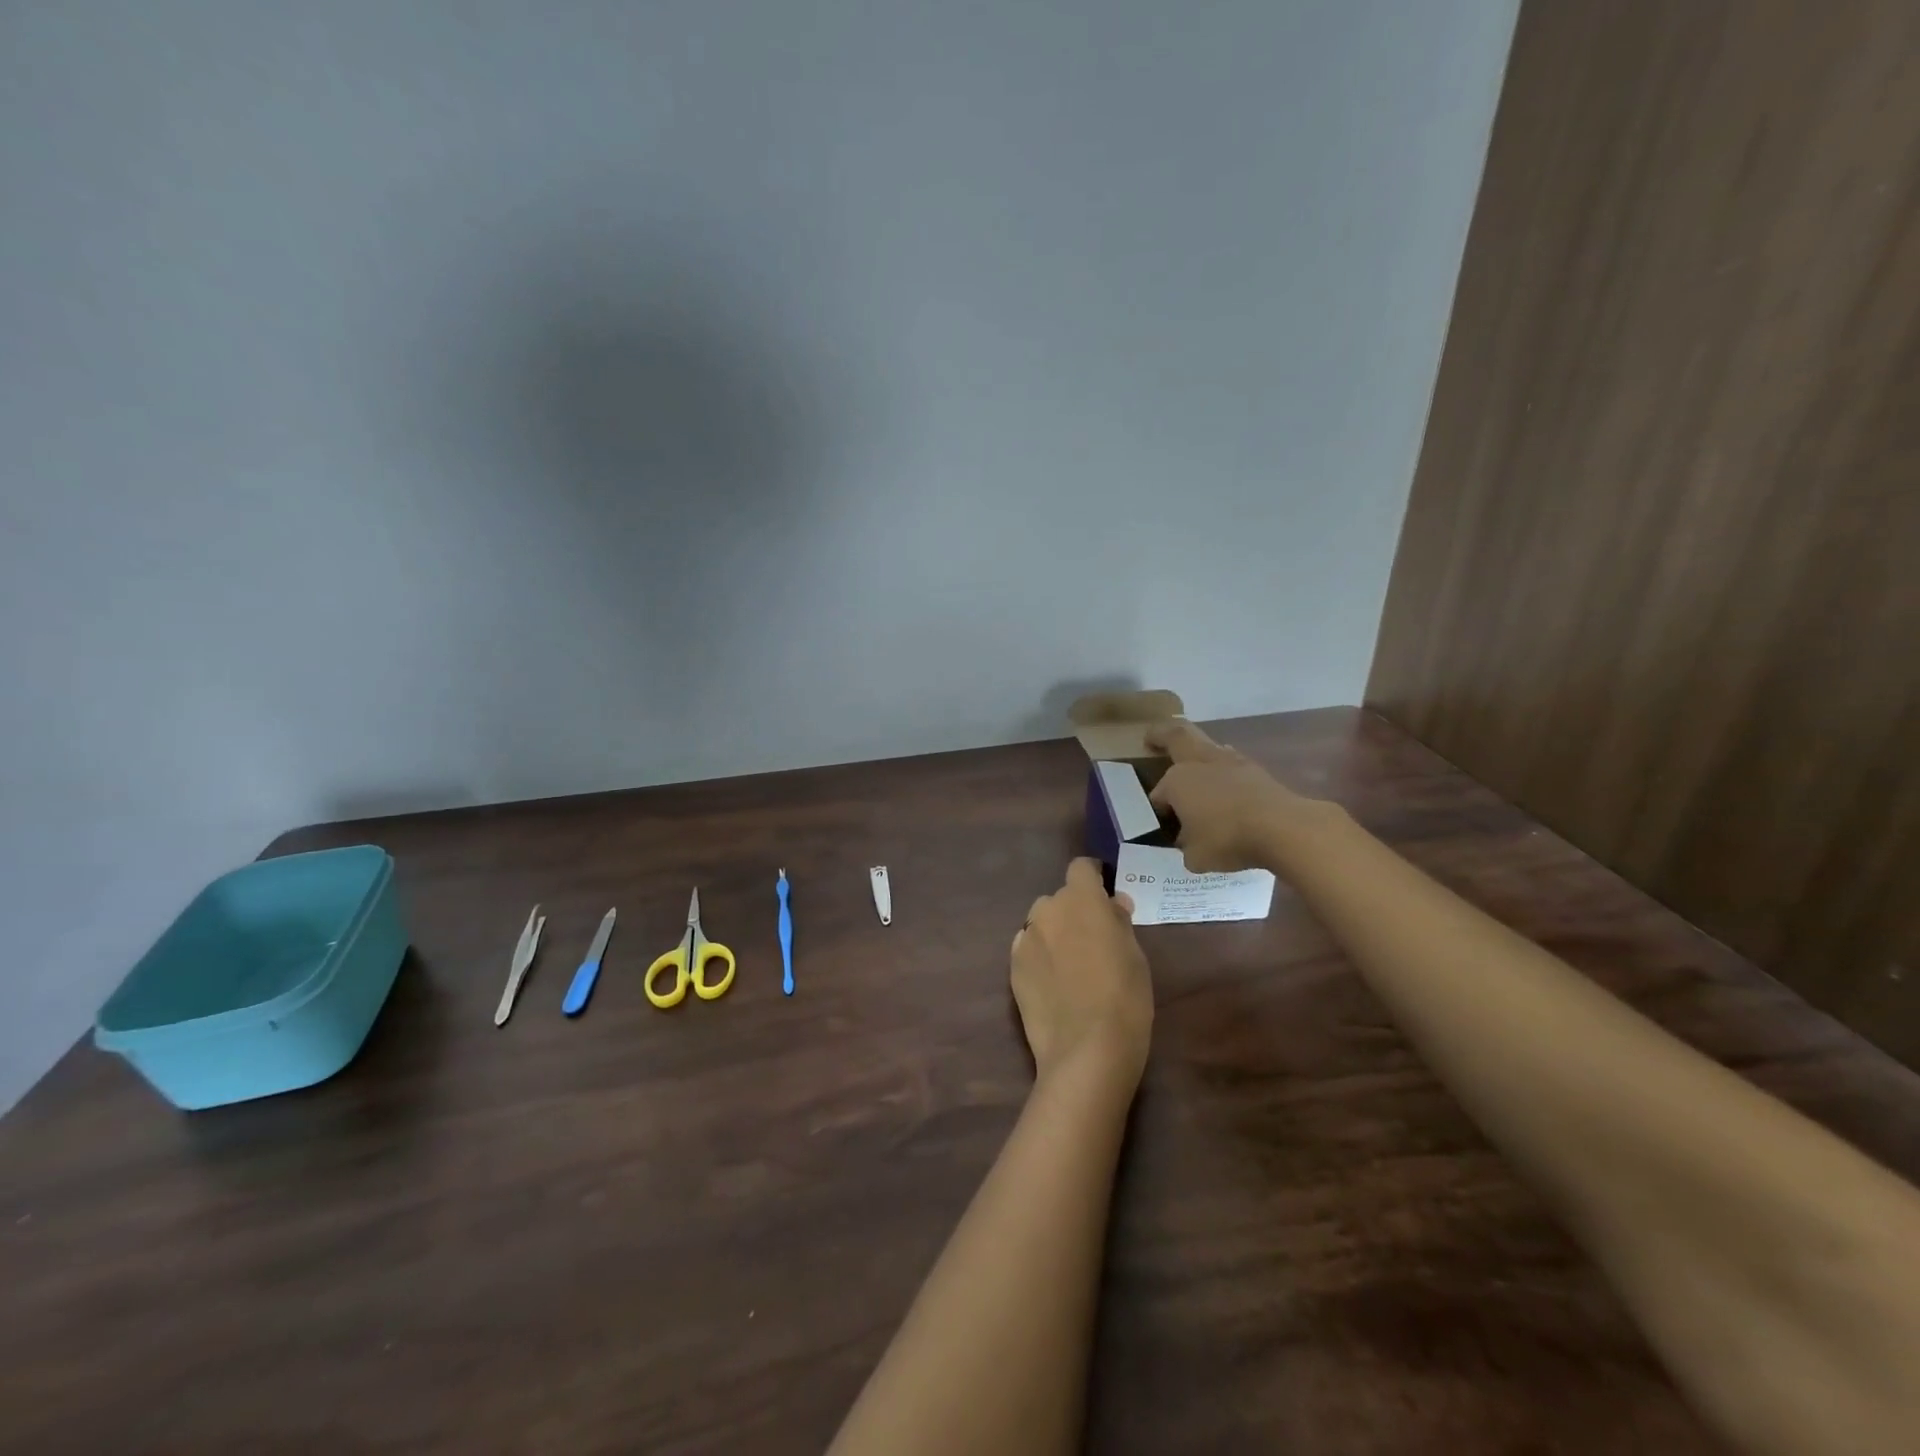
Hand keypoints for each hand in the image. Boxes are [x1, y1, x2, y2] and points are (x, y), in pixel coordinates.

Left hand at [1011, 859, 1152, 1084]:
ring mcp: (1026, 938)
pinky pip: (1028, 947)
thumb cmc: (1124, 998)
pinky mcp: (1013, 966)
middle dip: (1075, 911)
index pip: (1081, 867)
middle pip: (1061, 898)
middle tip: (1093, 940)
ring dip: (1055, 931)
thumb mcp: (1135, 956)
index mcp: (1082, 899)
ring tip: (1071, 964)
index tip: (1104, 895)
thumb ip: (1119, 922)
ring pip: (1042, 922)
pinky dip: (1040, 955)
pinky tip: (1053, 982)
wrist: (1086, 1049)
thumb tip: (1113, 903)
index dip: (1093, 877)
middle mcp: (1048, 909)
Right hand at [1145, 719, 1319, 872]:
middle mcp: (1201, 763)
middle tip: (1152, 737)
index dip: (1158, 808)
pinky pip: (1232, 766)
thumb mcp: (1196, 856)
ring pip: (1208, 747)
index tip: (1163, 823)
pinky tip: (1226, 789)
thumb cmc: (1228, 839)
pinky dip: (1224, 773)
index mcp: (1177, 781)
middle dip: (1162, 735)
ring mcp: (1232, 763)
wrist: (1282, 828)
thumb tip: (1190, 842)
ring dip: (1199, 753)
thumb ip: (1188, 847)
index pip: (1159, 793)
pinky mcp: (1258, 771)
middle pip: (1178, 737)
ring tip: (1195, 766)